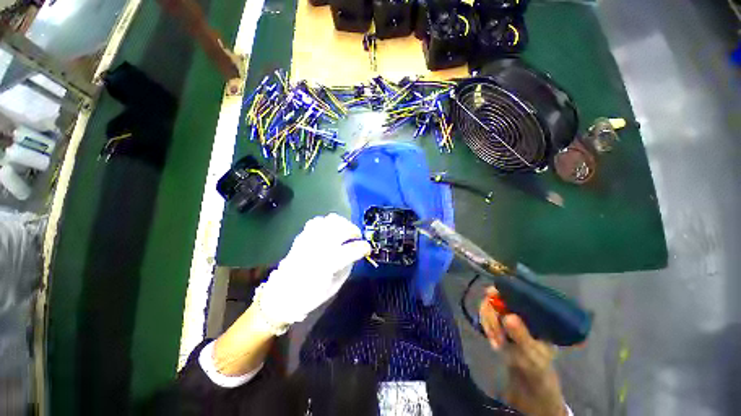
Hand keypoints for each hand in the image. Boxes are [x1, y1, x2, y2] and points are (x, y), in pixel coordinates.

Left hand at [254, 213, 370, 332]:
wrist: (283, 294)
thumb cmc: (311, 295)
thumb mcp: (335, 286)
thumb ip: (348, 266)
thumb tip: (356, 252)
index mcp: (328, 264)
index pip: (352, 249)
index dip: (364, 247)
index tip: (367, 249)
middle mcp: (319, 248)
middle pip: (342, 229)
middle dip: (354, 231)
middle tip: (356, 237)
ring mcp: (309, 239)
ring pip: (330, 220)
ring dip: (342, 224)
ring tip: (344, 231)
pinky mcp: (302, 236)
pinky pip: (317, 221)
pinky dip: (327, 223)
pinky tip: (330, 231)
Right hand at [479, 286, 566, 415]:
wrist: (530, 378)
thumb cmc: (538, 365)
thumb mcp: (533, 353)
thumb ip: (522, 336)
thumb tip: (508, 316)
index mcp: (533, 312)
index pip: (515, 291)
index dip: (501, 289)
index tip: (490, 295)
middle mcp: (518, 309)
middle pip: (496, 297)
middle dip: (491, 314)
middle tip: (494, 333)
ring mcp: (507, 314)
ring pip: (488, 306)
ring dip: (488, 323)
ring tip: (496, 342)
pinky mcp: (498, 322)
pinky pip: (485, 316)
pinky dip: (486, 327)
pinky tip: (493, 342)